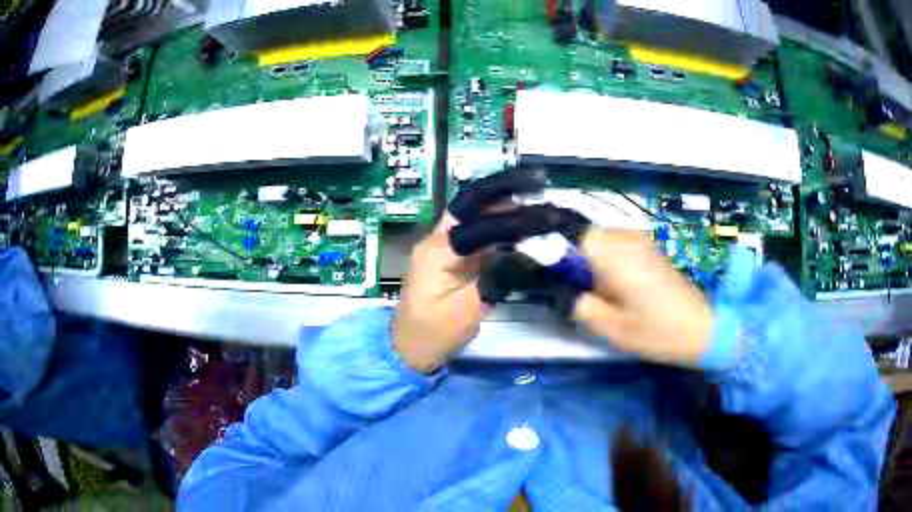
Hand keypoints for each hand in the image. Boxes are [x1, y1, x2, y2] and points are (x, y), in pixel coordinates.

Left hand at [393, 168, 592, 372]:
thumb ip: (498, 276)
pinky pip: (475, 240)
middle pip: (472, 209)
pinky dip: (497, 235)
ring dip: (503, 216)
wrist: (410, 351)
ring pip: (474, 221)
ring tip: (536, 216)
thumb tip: (526, 252)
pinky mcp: (448, 262)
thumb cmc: (436, 334)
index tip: (538, 206)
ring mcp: (441, 250)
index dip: (508, 208)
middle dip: (506, 202)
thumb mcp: (471, 307)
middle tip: (539, 201)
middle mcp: (436, 242)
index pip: (475, 215)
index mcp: (438, 249)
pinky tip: (519, 237)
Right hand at [571, 228, 712, 366]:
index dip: (575, 260)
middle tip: (601, 293)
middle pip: (596, 237)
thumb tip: (578, 298)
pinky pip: (626, 245)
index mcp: (620, 259)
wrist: (701, 328)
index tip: (583, 285)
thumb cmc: (658, 332)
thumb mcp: (615, 331)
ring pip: (611, 240)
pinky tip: (632, 286)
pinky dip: (621, 260)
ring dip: (606, 260)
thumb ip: (587, 311)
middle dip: (590, 260)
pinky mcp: (656, 250)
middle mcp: (632, 243)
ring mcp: (646, 244)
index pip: (584, 240)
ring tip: (617, 291)